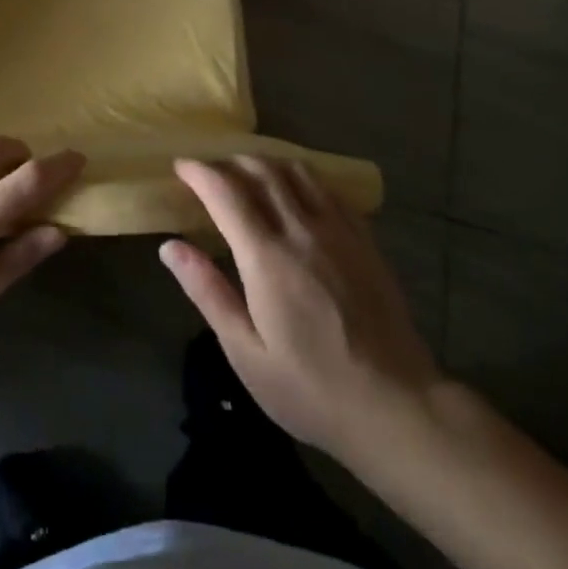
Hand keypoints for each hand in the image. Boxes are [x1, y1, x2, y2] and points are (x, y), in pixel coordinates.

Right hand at [160, 157, 438, 459]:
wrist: (396, 406)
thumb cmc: (311, 388)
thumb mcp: (246, 352)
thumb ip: (208, 291)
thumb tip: (170, 247)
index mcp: (267, 257)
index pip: (226, 193)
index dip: (199, 172)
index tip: (181, 167)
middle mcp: (302, 230)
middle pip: (262, 170)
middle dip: (229, 162)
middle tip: (210, 172)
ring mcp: (339, 230)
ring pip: (297, 171)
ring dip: (266, 163)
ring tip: (248, 175)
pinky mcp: (365, 239)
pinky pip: (328, 189)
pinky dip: (302, 178)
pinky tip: (296, 193)